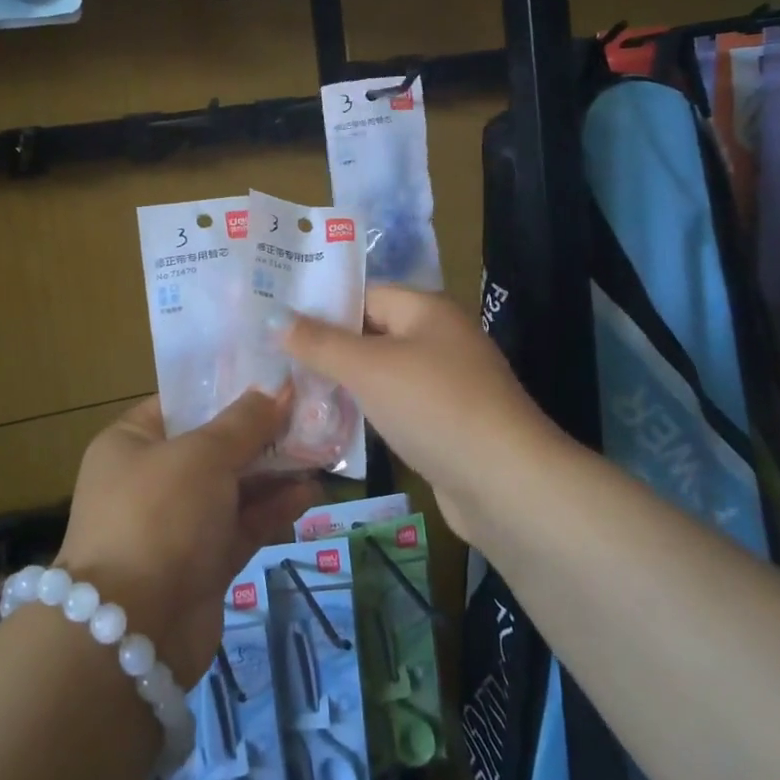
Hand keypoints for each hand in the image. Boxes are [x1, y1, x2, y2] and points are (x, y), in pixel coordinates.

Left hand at [57, 392, 318, 686]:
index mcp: (131, 443)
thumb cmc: (160, 516)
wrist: (134, 632)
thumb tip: (278, 390)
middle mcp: (150, 480)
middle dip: (261, 434)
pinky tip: (309, 493)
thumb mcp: (203, 455)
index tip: (274, 379)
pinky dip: (272, 510)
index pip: (182, 403)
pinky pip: (241, 525)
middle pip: (213, 446)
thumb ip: (245, 422)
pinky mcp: (201, 564)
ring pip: (232, 488)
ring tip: (320, 452)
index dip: (228, 390)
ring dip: (273, 472)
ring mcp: (176, 525)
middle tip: (309, 415)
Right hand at [284, 285, 560, 536]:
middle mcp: (438, 338)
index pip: (363, 294)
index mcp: (426, 309)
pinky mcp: (445, 423)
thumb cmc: (434, 407)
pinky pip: (395, 405)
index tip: (275, 323)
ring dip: (343, 382)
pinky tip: (331, 423)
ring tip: (290, 391)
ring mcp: (445, 382)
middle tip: (273, 359)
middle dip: (326, 347)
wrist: (506, 485)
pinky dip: (367, 410)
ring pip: (381, 372)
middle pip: (371, 333)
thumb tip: (275, 319)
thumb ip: (320, 343)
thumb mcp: (369, 368)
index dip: (320, 307)